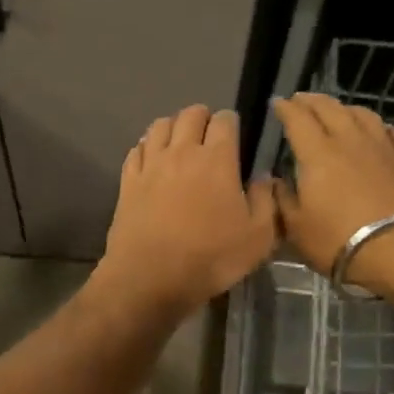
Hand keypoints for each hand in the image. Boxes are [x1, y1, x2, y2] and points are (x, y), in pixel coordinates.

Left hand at [93, 105, 277, 319]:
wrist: (150, 278)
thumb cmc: (211, 259)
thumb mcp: (258, 238)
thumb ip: (266, 201)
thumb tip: (264, 178)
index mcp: (217, 159)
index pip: (225, 120)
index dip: (231, 123)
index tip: (235, 137)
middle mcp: (181, 152)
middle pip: (190, 115)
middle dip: (202, 118)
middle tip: (209, 136)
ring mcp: (150, 165)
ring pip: (159, 126)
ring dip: (173, 127)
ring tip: (180, 143)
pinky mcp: (127, 182)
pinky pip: (136, 150)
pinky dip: (147, 147)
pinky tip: (152, 160)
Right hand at [272, 93, 393, 294]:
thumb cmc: (339, 240)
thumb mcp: (296, 229)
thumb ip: (283, 201)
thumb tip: (275, 182)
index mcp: (317, 154)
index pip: (298, 120)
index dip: (285, 109)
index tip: (277, 103)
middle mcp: (350, 142)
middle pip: (331, 109)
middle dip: (313, 101)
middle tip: (302, 100)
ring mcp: (383, 149)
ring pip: (364, 115)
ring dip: (347, 108)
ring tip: (338, 110)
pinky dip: (383, 128)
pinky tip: (382, 130)